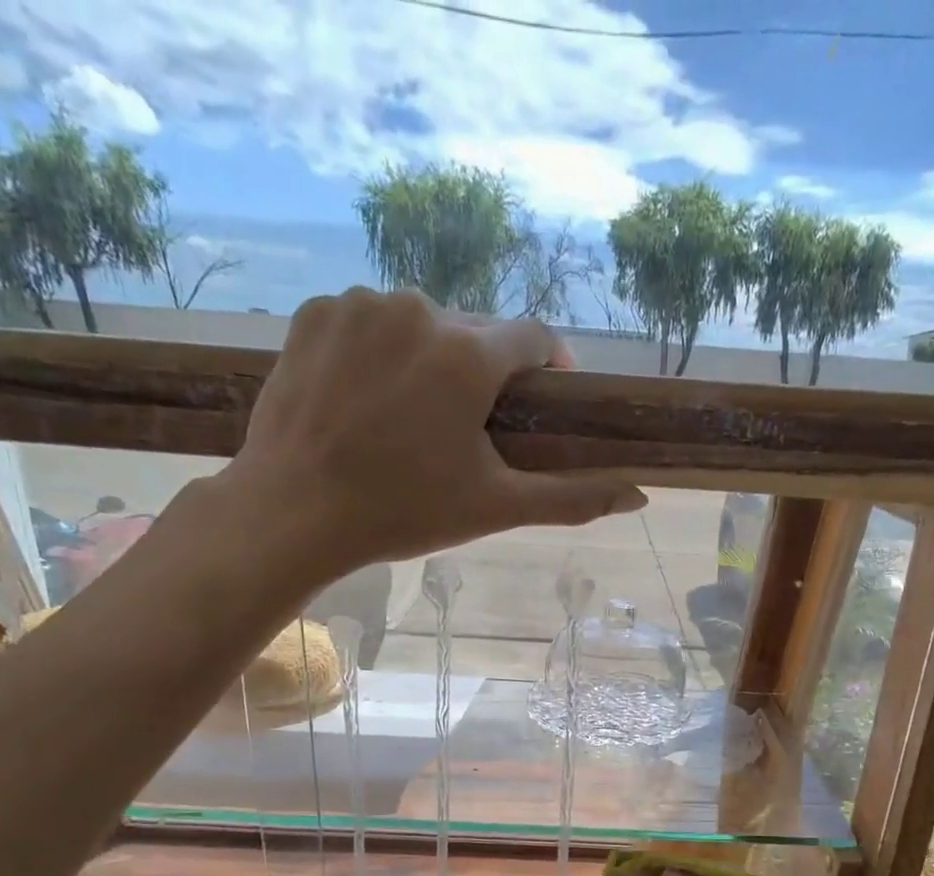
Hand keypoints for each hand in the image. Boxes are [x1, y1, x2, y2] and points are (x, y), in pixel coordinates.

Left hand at [216, 288, 645, 577]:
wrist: (293, 512)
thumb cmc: (403, 512)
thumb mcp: (495, 507)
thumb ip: (572, 497)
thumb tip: (640, 495)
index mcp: (467, 354)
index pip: (533, 337)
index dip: (546, 366)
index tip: (541, 399)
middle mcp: (418, 308)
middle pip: (474, 332)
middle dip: (482, 373)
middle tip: (466, 430)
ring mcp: (359, 305)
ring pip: (421, 325)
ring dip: (429, 361)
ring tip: (411, 419)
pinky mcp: (314, 312)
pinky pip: (368, 323)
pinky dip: (379, 352)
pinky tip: (366, 399)